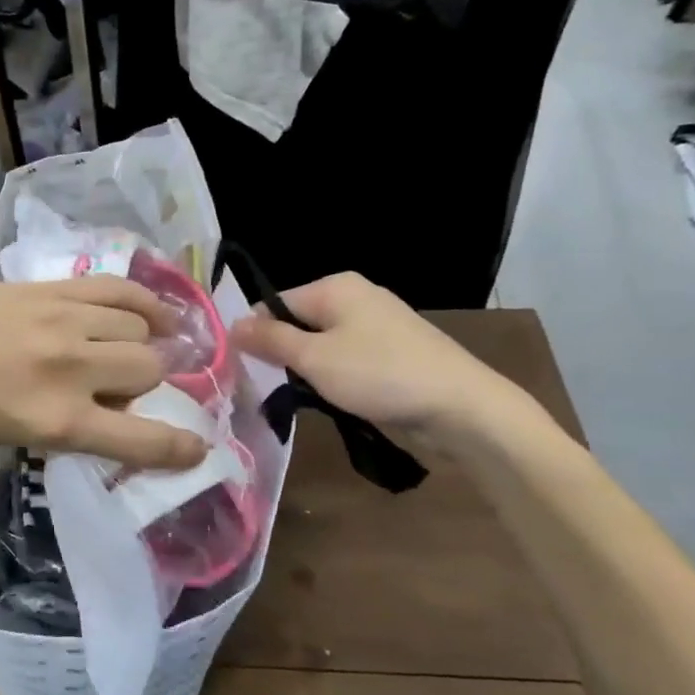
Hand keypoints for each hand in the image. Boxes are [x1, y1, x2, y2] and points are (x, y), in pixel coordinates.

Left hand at [0, 278, 209, 468]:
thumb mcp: (18, 435)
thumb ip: (74, 421)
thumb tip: (118, 403)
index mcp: (59, 421)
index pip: (144, 438)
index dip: (181, 445)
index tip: (198, 446)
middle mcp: (70, 369)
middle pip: (149, 367)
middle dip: (152, 380)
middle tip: (135, 382)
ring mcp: (59, 321)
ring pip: (137, 324)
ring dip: (144, 338)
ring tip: (134, 342)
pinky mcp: (45, 288)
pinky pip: (112, 288)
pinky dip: (140, 298)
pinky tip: (149, 307)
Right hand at [230, 272, 535, 446]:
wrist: (462, 408)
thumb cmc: (380, 375)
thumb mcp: (314, 358)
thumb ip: (270, 340)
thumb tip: (231, 324)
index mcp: (334, 287)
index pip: (274, 303)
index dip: (255, 335)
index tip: (245, 370)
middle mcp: (355, 297)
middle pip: (298, 323)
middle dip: (282, 355)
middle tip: (270, 388)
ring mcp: (377, 324)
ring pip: (321, 344)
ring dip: (308, 370)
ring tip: (302, 399)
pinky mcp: (392, 352)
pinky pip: (346, 358)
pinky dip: (335, 378)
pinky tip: (335, 400)